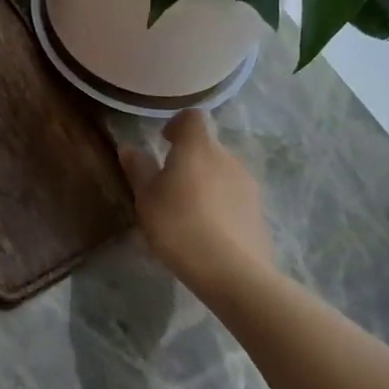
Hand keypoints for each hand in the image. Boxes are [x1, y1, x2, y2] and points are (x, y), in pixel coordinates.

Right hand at [120, 110, 275, 297]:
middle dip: (190, 158)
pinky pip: (234, 196)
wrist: (232, 271)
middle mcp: (227, 157)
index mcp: (198, 147)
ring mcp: (248, 183)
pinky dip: (221, 203)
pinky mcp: (259, 210)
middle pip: (207, 146)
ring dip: (206, 181)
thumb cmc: (179, 226)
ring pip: (222, 171)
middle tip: (170, 184)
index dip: (177, 125)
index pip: (192, 117)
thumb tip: (129, 148)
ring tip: (189, 210)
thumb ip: (139, 169)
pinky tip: (209, 230)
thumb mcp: (147, 199)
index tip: (164, 142)